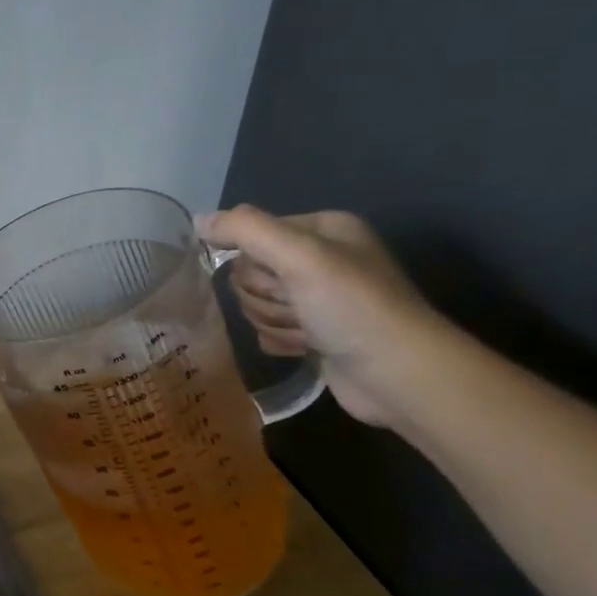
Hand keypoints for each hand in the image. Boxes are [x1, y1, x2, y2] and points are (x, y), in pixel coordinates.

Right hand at [200, 206, 448, 428]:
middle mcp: (320, 258)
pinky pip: (268, 329)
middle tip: (299, 308)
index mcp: (323, 229)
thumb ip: (245, 230)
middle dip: (267, 297)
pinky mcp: (314, 331)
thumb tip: (198, 220)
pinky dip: (281, 340)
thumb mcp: (299, 256)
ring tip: (310, 333)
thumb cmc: (352, 308)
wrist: (399, 376)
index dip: (257, 263)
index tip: (283, 280)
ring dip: (275, 321)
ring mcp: (317, 297)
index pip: (251, 235)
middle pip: (250, 272)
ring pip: (257, 303)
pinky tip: (306, 348)